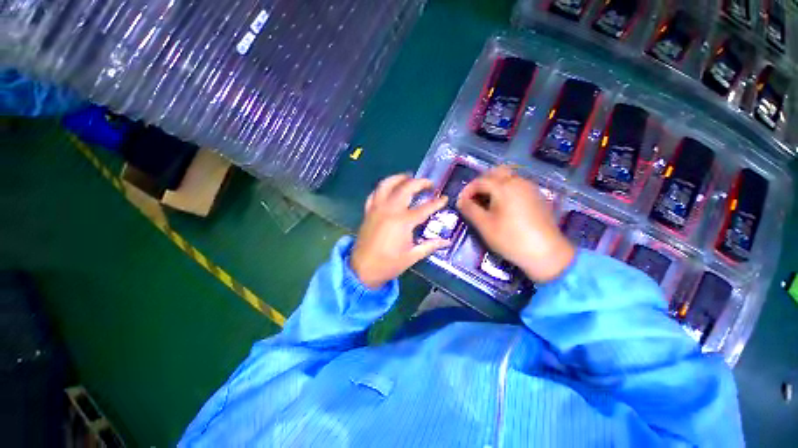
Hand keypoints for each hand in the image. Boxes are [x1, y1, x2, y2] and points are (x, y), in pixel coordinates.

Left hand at [350, 174, 450, 288]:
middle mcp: (390, 210)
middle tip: (429, 183)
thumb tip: (446, 241)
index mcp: (403, 222)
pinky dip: (382, 188)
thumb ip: (430, 246)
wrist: (362, 269)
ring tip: (408, 177)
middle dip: (419, 182)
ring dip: (398, 178)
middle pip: (406, 188)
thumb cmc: (388, 264)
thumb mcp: (412, 256)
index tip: (445, 198)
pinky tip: (388, 189)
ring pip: (386, 185)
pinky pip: (374, 194)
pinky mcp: (368, 212)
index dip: (437, 203)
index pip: (425, 208)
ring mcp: (377, 209)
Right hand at [456, 166, 574, 282]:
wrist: (547, 253)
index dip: (467, 190)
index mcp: (504, 187)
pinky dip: (506, 190)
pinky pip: (517, 185)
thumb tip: (461, 201)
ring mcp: (530, 188)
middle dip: (481, 183)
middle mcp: (518, 182)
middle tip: (474, 198)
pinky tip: (503, 206)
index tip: (461, 203)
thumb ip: (470, 209)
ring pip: (508, 177)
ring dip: (494, 185)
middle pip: (496, 173)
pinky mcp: (537, 197)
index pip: (480, 181)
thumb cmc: (511, 239)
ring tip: (486, 202)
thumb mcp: (485, 225)